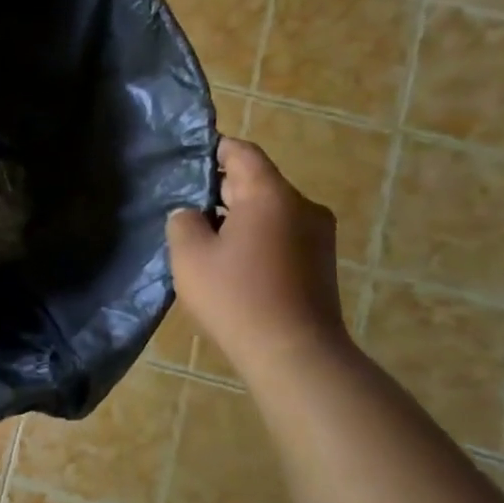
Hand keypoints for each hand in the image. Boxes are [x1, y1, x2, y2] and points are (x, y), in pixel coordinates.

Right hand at [166, 138, 347, 376]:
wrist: (295, 352)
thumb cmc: (236, 296)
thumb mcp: (190, 256)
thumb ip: (182, 222)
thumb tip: (190, 214)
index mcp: (271, 194)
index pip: (242, 152)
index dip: (214, 149)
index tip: (187, 159)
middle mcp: (302, 206)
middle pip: (257, 181)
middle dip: (221, 189)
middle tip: (186, 206)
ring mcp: (318, 235)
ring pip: (270, 210)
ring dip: (239, 217)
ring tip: (206, 239)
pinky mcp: (321, 262)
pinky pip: (282, 234)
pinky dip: (257, 238)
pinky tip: (233, 263)